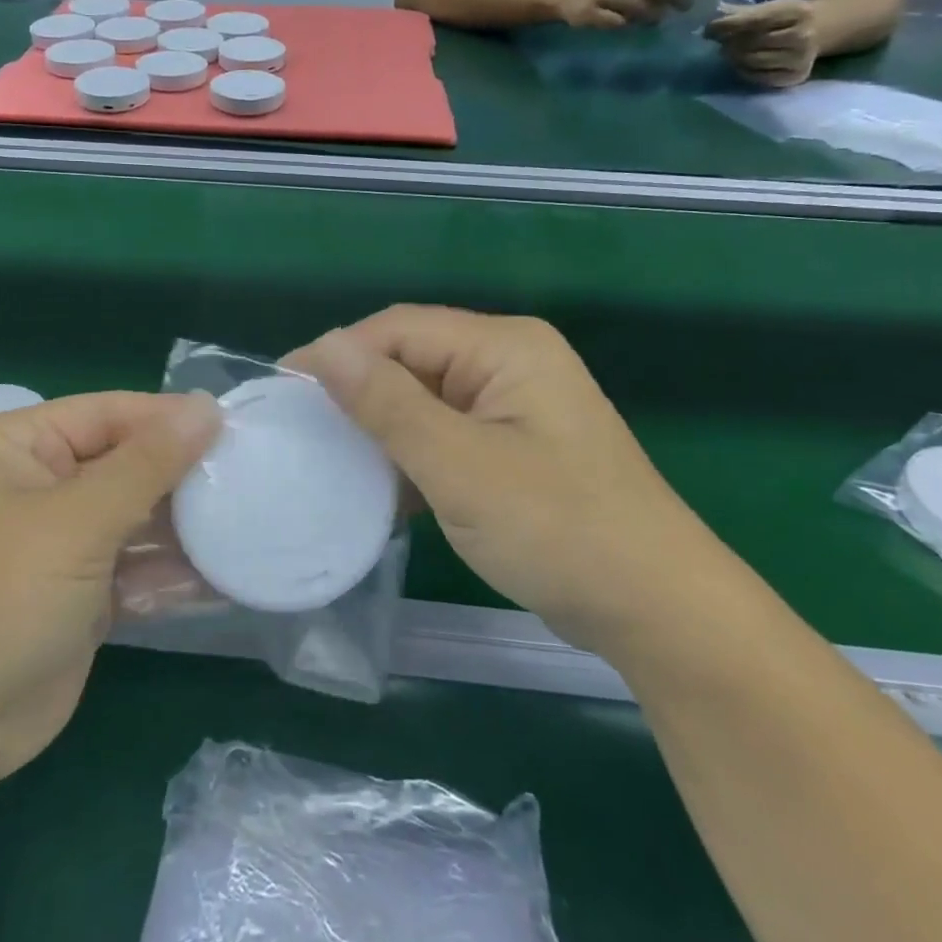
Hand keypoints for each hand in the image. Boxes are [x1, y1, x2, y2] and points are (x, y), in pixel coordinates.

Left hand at [0, 391, 219, 785]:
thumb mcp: (77, 520)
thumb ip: (148, 463)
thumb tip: (208, 407)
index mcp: (18, 447)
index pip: (108, 413)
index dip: (170, 418)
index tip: (234, 427)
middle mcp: (37, 487)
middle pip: (126, 464)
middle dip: (182, 476)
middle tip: (249, 478)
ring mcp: (59, 546)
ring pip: (135, 519)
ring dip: (184, 527)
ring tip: (248, 524)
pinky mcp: (78, 597)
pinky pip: (134, 569)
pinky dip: (171, 573)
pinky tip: (224, 576)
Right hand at [294, 307, 710, 648]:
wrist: (659, 613)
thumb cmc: (558, 529)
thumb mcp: (460, 467)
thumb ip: (388, 404)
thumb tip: (322, 348)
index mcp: (505, 346)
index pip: (400, 328)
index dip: (337, 353)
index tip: (282, 391)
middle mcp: (510, 362)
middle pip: (412, 359)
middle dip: (356, 392)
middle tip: (297, 429)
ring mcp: (514, 407)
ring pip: (425, 400)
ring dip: (380, 428)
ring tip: (324, 458)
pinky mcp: (514, 448)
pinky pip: (446, 435)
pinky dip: (410, 457)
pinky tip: (376, 488)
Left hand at [705, 0, 821, 86]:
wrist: (820, 29)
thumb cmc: (784, 18)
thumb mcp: (767, 7)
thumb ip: (737, 12)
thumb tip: (706, 16)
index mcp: (798, 11)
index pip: (754, 20)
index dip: (727, 25)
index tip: (709, 28)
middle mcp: (804, 35)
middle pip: (751, 42)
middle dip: (729, 42)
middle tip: (720, 41)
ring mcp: (801, 58)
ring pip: (752, 61)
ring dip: (734, 57)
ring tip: (729, 51)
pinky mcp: (795, 77)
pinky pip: (758, 77)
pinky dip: (743, 71)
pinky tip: (740, 63)